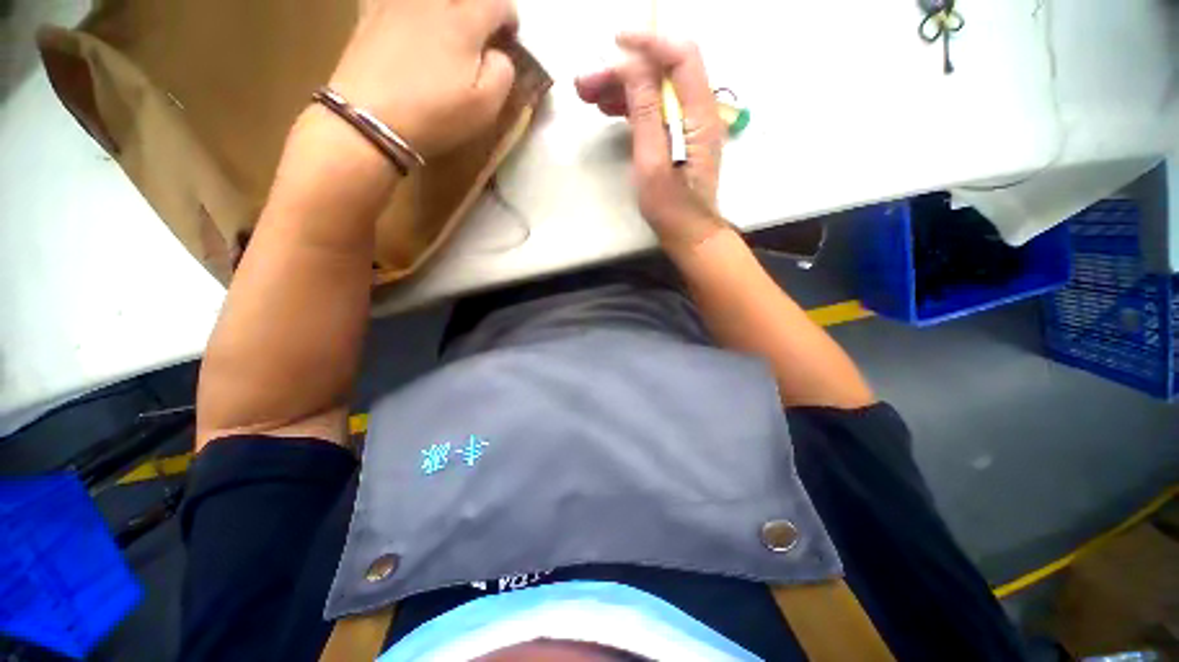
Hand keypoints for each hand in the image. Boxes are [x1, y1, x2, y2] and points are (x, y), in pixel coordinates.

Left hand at [328, 0, 519, 158]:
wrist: (370, 119)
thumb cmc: (435, 115)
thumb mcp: (485, 107)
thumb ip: (502, 74)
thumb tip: (499, 55)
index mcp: (464, 22)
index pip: (497, 2)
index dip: (509, 17)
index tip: (509, 36)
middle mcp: (432, 1)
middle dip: (477, 5)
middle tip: (479, 26)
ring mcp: (397, 3)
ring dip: (445, 6)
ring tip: (447, 21)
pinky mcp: (370, 13)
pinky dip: (408, 6)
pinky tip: (410, 17)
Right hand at [576, 33, 727, 252]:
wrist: (687, 232)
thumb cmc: (670, 205)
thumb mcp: (652, 161)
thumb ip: (646, 111)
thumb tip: (634, 65)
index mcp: (698, 113)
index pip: (681, 55)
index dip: (649, 41)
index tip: (615, 42)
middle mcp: (697, 110)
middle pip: (662, 72)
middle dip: (623, 70)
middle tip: (586, 83)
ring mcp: (687, 123)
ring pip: (654, 90)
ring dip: (622, 87)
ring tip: (588, 96)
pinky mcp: (677, 136)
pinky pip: (654, 109)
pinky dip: (630, 105)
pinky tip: (607, 109)